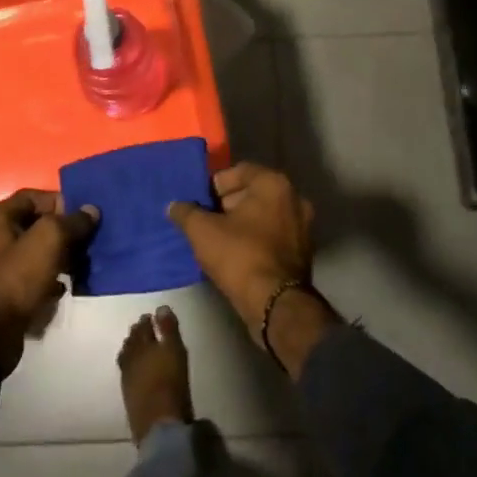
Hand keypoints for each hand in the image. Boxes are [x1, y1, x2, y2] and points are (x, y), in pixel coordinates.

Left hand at [0, 190, 98, 372]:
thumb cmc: (16, 278)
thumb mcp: (49, 240)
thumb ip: (72, 221)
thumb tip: (91, 210)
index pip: (33, 197)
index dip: (60, 202)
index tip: (83, 216)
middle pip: (35, 225)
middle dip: (64, 232)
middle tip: (87, 241)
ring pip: (36, 252)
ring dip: (60, 256)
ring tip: (81, 264)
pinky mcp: (2, 293)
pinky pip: (31, 276)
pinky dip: (49, 278)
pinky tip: (64, 287)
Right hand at [166, 163, 314, 330]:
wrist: (275, 305)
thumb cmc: (240, 256)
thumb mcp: (202, 231)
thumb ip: (186, 212)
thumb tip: (174, 205)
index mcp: (274, 184)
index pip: (238, 171)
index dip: (215, 185)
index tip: (199, 202)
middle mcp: (294, 198)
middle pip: (252, 192)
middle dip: (227, 204)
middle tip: (205, 220)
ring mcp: (302, 226)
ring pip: (263, 215)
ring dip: (241, 223)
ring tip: (217, 239)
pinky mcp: (302, 251)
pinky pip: (273, 235)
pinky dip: (255, 239)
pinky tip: (236, 254)